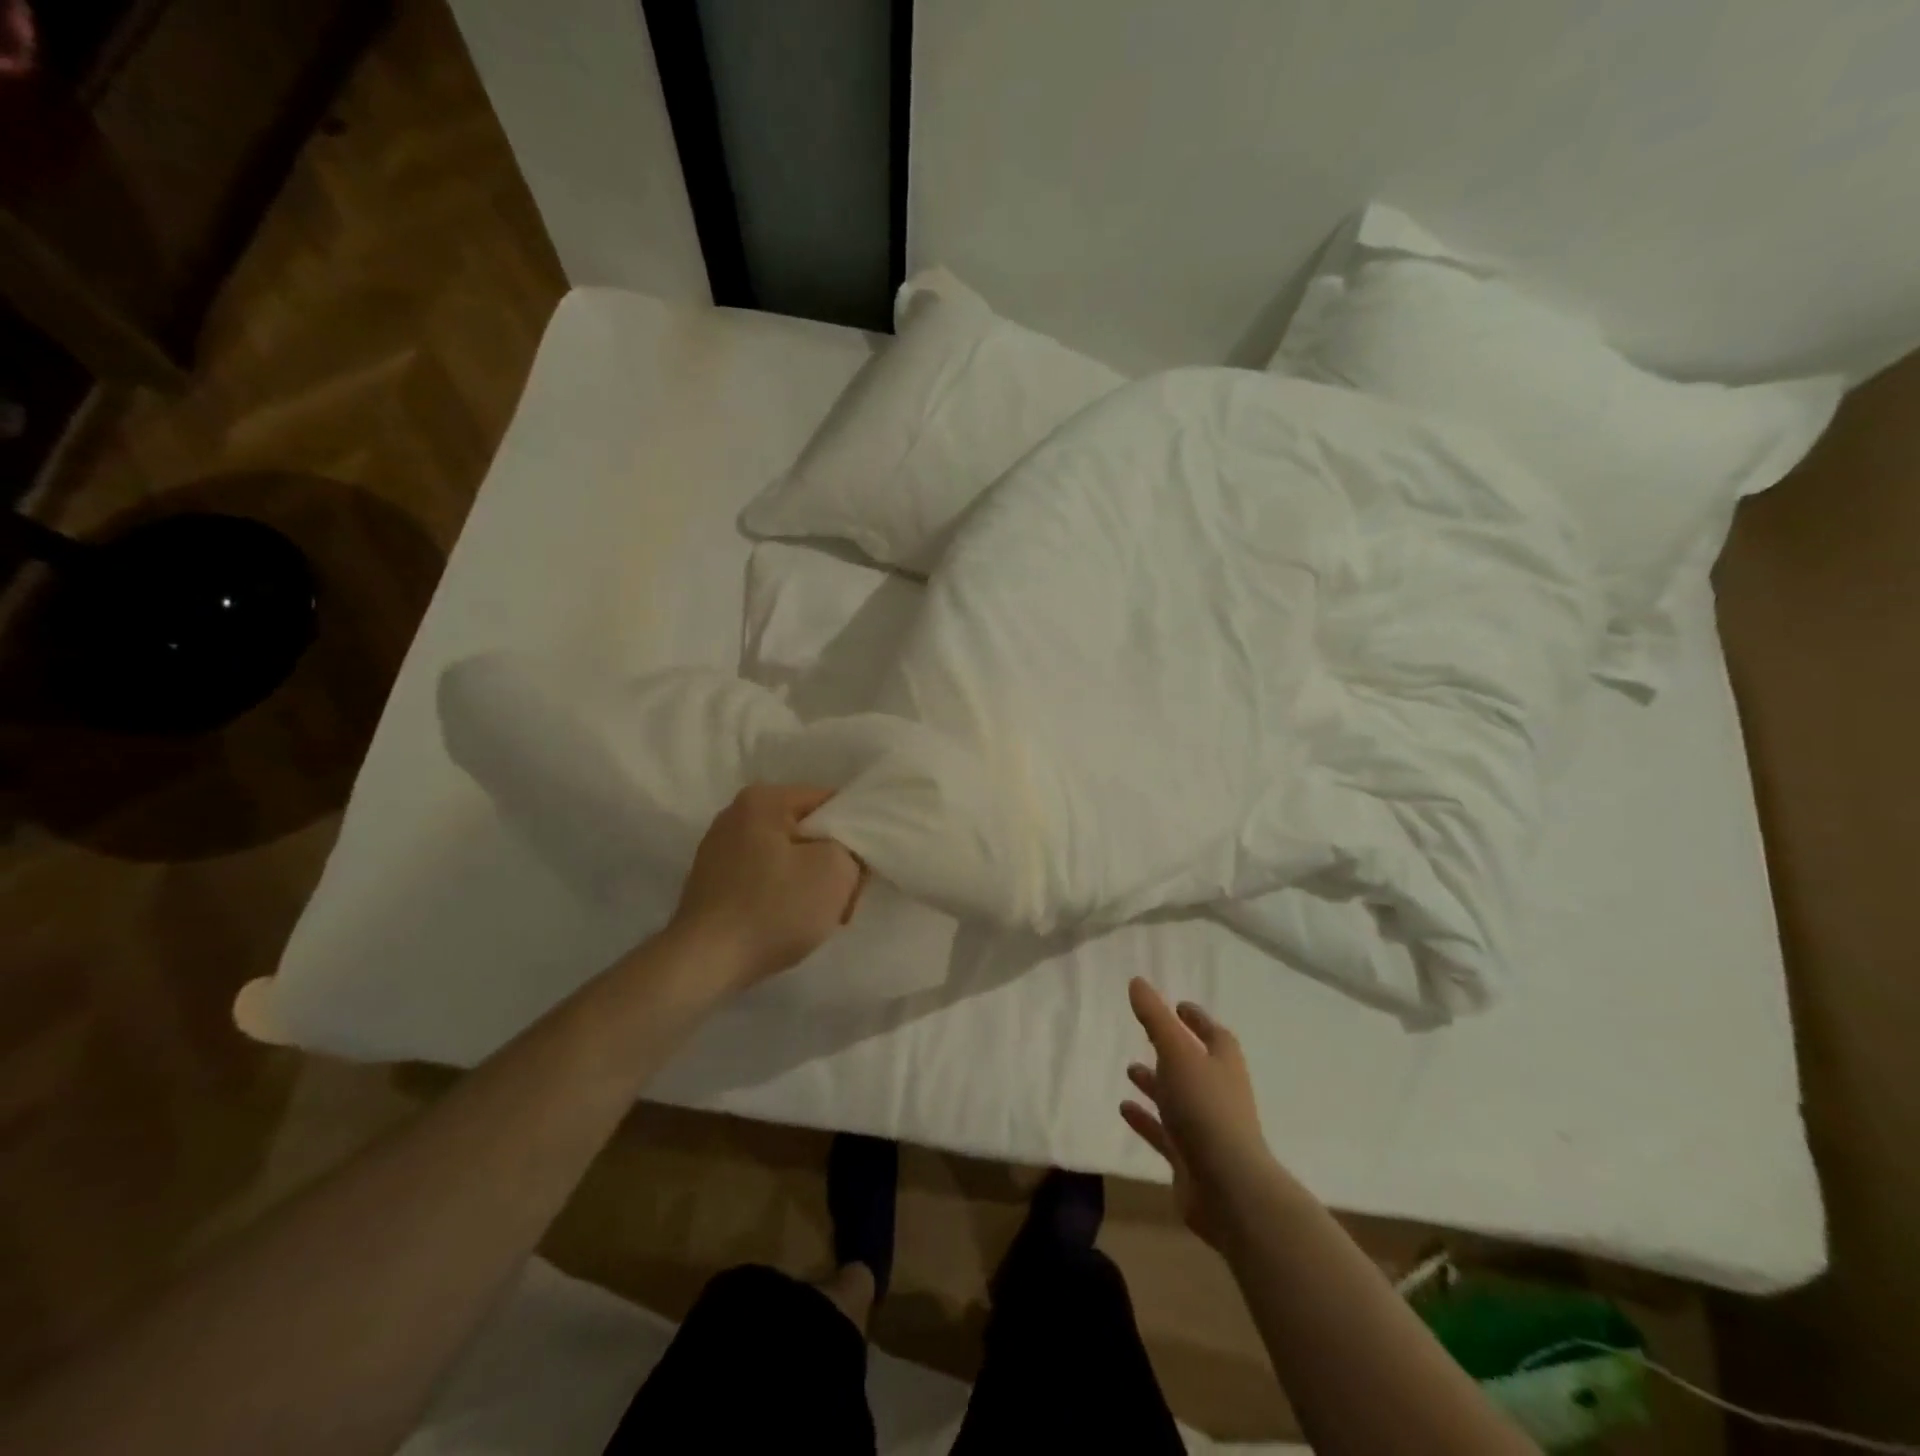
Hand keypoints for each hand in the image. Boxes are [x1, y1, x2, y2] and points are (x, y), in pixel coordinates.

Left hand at [668, 784, 865, 990]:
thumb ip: (852, 848)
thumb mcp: (836, 871)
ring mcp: (719, 848)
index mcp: (763, 799)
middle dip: (831, 863)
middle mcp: (735, 814)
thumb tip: (845, 850)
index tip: (861, 872)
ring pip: (787, 857)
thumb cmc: (774, 909)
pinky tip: (786, 921)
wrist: (705, 963)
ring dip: (809, 883)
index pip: (830, 803)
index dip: (855, 835)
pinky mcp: (712, 881)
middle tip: (843, 901)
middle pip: (808, 831)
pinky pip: (763, 877)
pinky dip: (782, 895)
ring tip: (817, 916)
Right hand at [1122, 978, 1273, 1251]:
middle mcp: (1218, 1093)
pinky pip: (1163, 1132)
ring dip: (1156, 1084)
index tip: (1178, 1006)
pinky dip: (1146, 1119)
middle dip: (1172, 1051)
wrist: (1229, 1189)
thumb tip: (1137, 981)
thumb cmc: (1206, 1109)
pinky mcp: (1189, 1159)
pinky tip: (1124, 1109)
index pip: (1213, 1034)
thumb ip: (1155, 1018)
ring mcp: (1205, 1128)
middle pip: (1195, 1066)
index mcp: (1223, 1065)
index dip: (1196, 1020)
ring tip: (1129, 1069)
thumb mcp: (1177, 1053)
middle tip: (1147, 1036)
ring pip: (1177, 1099)